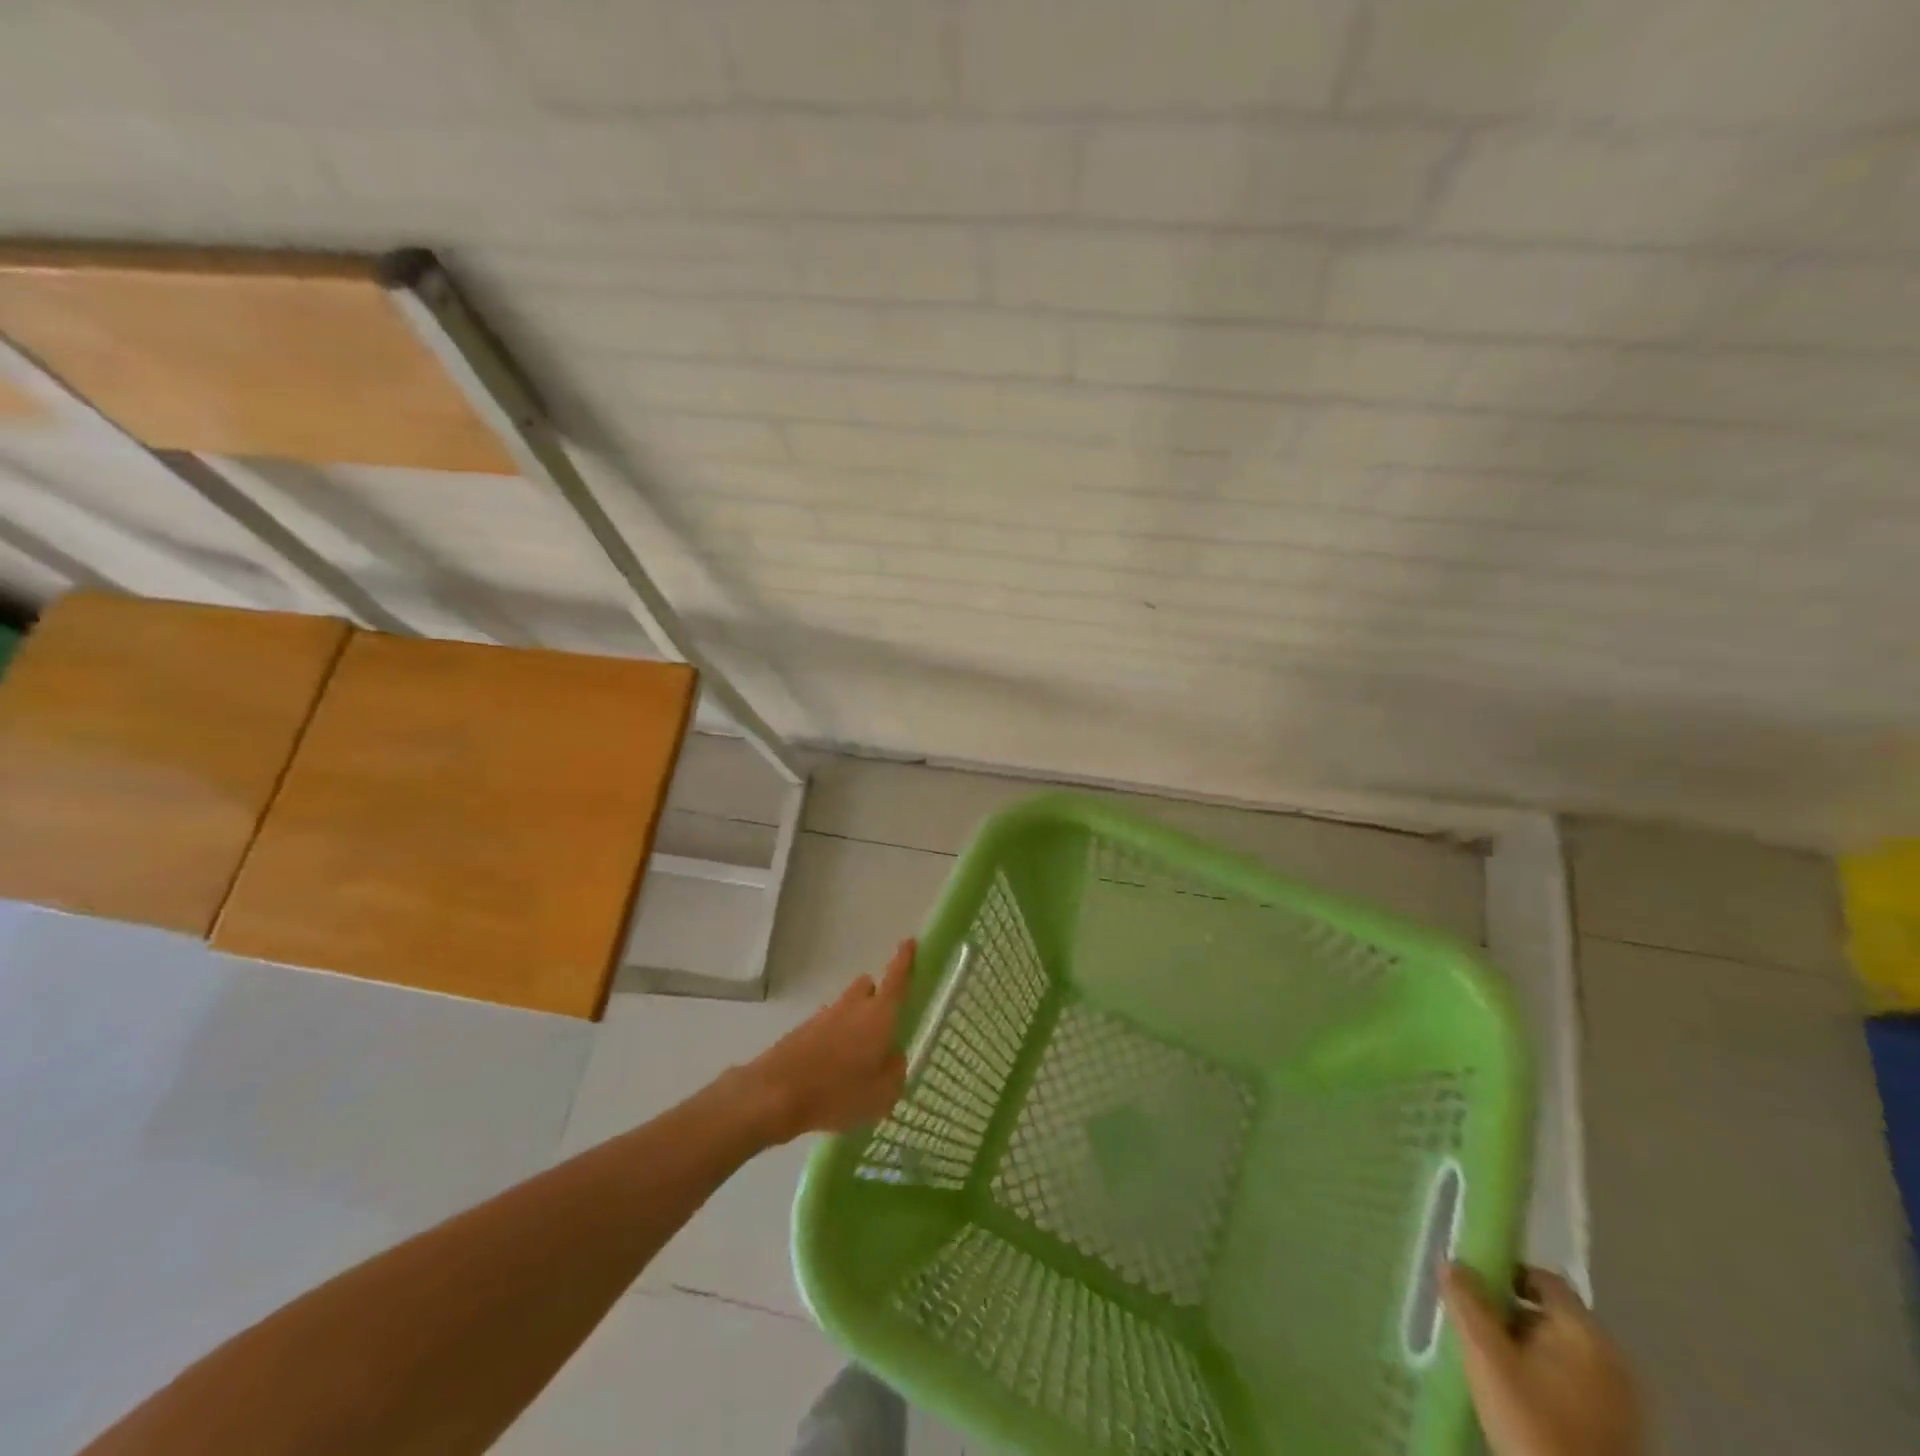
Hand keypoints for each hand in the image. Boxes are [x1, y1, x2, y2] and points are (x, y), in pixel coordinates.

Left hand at [734, 939, 913, 1144]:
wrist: (775, 1094)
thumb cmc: (837, 1092)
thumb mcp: (882, 1094)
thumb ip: (895, 1071)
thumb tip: (893, 1056)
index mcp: (878, 1015)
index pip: (896, 978)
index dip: (905, 959)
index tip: (910, 942)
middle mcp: (853, 1006)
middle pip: (868, 986)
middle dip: (877, 997)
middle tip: (882, 1024)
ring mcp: (825, 1015)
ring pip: (847, 1006)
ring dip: (854, 1021)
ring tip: (855, 1058)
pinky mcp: (803, 1030)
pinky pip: (827, 1025)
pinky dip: (834, 1038)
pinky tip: (832, 1069)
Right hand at [1444, 1263, 1643, 1455]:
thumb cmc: (1531, 1421)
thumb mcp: (1486, 1356)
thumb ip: (1466, 1302)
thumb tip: (1452, 1261)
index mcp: (1586, 1335)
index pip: (1544, 1279)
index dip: (1506, 1273)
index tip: (1472, 1286)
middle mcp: (1613, 1360)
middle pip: (1552, 1315)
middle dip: (1510, 1315)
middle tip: (1474, 1326)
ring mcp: (1622, 1400)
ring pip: (1562, 1351)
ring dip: (1526, 1347)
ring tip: (1491, 1361)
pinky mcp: (1618, 1430)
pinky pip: (1575, 1382)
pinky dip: (1546, 1376)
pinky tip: (1520, 1395)